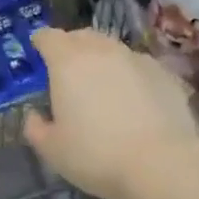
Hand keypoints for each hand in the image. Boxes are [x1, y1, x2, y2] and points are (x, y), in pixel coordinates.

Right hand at [23, 28, 198, 198]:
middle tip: (67, 68)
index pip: (48, 37)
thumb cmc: (96, 155)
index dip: (41, 42)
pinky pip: (138, 65)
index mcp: (67, 62)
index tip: (38, 51)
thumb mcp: (52, 150)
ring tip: (101, 83)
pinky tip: (133, 98)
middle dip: (71, 46)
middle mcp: (102, 50)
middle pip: (82, 36)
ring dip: (102, 59)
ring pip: (112, 48)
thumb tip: (34, 115)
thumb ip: (36, 128)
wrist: (162, 163)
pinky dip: (129, 74)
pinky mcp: (164, 73)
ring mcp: (137, 58)